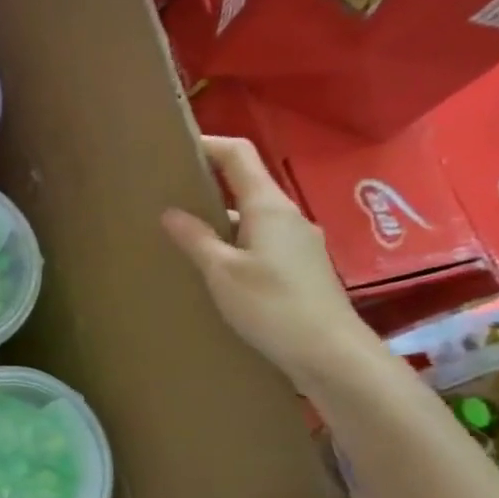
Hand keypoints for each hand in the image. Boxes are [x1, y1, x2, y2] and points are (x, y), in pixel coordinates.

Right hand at [162, 135, 378, 390]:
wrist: (329, 353)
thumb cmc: (272, 306)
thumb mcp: (222, 272)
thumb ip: (196, 238)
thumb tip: (170, 212)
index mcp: (268, 206)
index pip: (238, 155)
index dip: (208, 144)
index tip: (176, 147)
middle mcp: (287, 215)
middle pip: (245, 184)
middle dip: (208, 182)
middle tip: (169, 193)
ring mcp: (298, 241)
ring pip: (252, 216)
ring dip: (220, 217)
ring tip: (183, 233)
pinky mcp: (300, 266)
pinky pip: (261, 239)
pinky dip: (235, 241)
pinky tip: (215, 266)